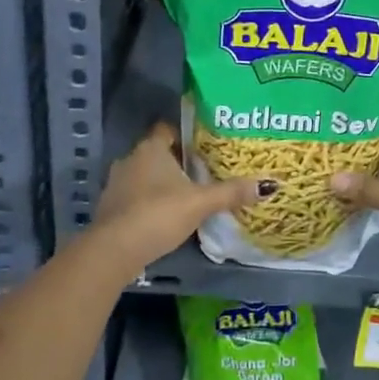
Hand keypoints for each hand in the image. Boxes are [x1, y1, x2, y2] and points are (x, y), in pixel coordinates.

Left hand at [91, 123, 267, 274]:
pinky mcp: (109, 208)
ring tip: (187, 195)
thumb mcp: (200, 203)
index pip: (168, 129)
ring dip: (161, 183)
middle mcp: (130, 159)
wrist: (114, 251)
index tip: (205, 145)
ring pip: (144, 176)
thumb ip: (231, 192)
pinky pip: (134, 197)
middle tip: (203, 171)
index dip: (186, 134)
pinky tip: (165, 216)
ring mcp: (115, 184)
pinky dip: (148, 202)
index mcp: (151, 148)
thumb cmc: (158, 214)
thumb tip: (268, 184)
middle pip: (158, 153)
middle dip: (177, 161)